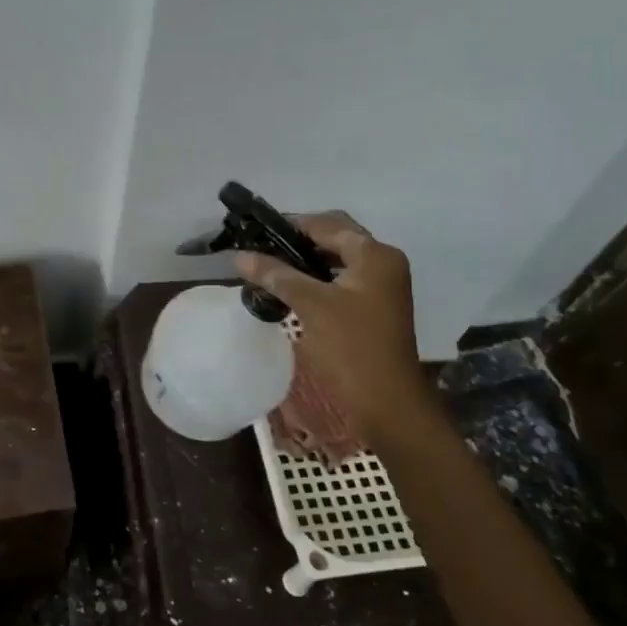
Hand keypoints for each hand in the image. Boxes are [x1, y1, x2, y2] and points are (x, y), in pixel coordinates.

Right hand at [234, 212, 435, 442]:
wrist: (386, 401)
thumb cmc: (351, 347)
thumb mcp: (310, 305)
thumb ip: (276, 275)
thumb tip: (239, 256)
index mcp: (375, 254)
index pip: (326, 224)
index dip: (290, 224)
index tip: (256, 231)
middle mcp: (383, 263)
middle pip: (334, 238)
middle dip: (297, 240)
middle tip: (261, 248)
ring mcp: (380, 286)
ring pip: (336, 260)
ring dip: (305, 260)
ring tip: (269, 266)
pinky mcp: (373, 306)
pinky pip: (340, 280)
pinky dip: (316, 279)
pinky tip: (289, 288)